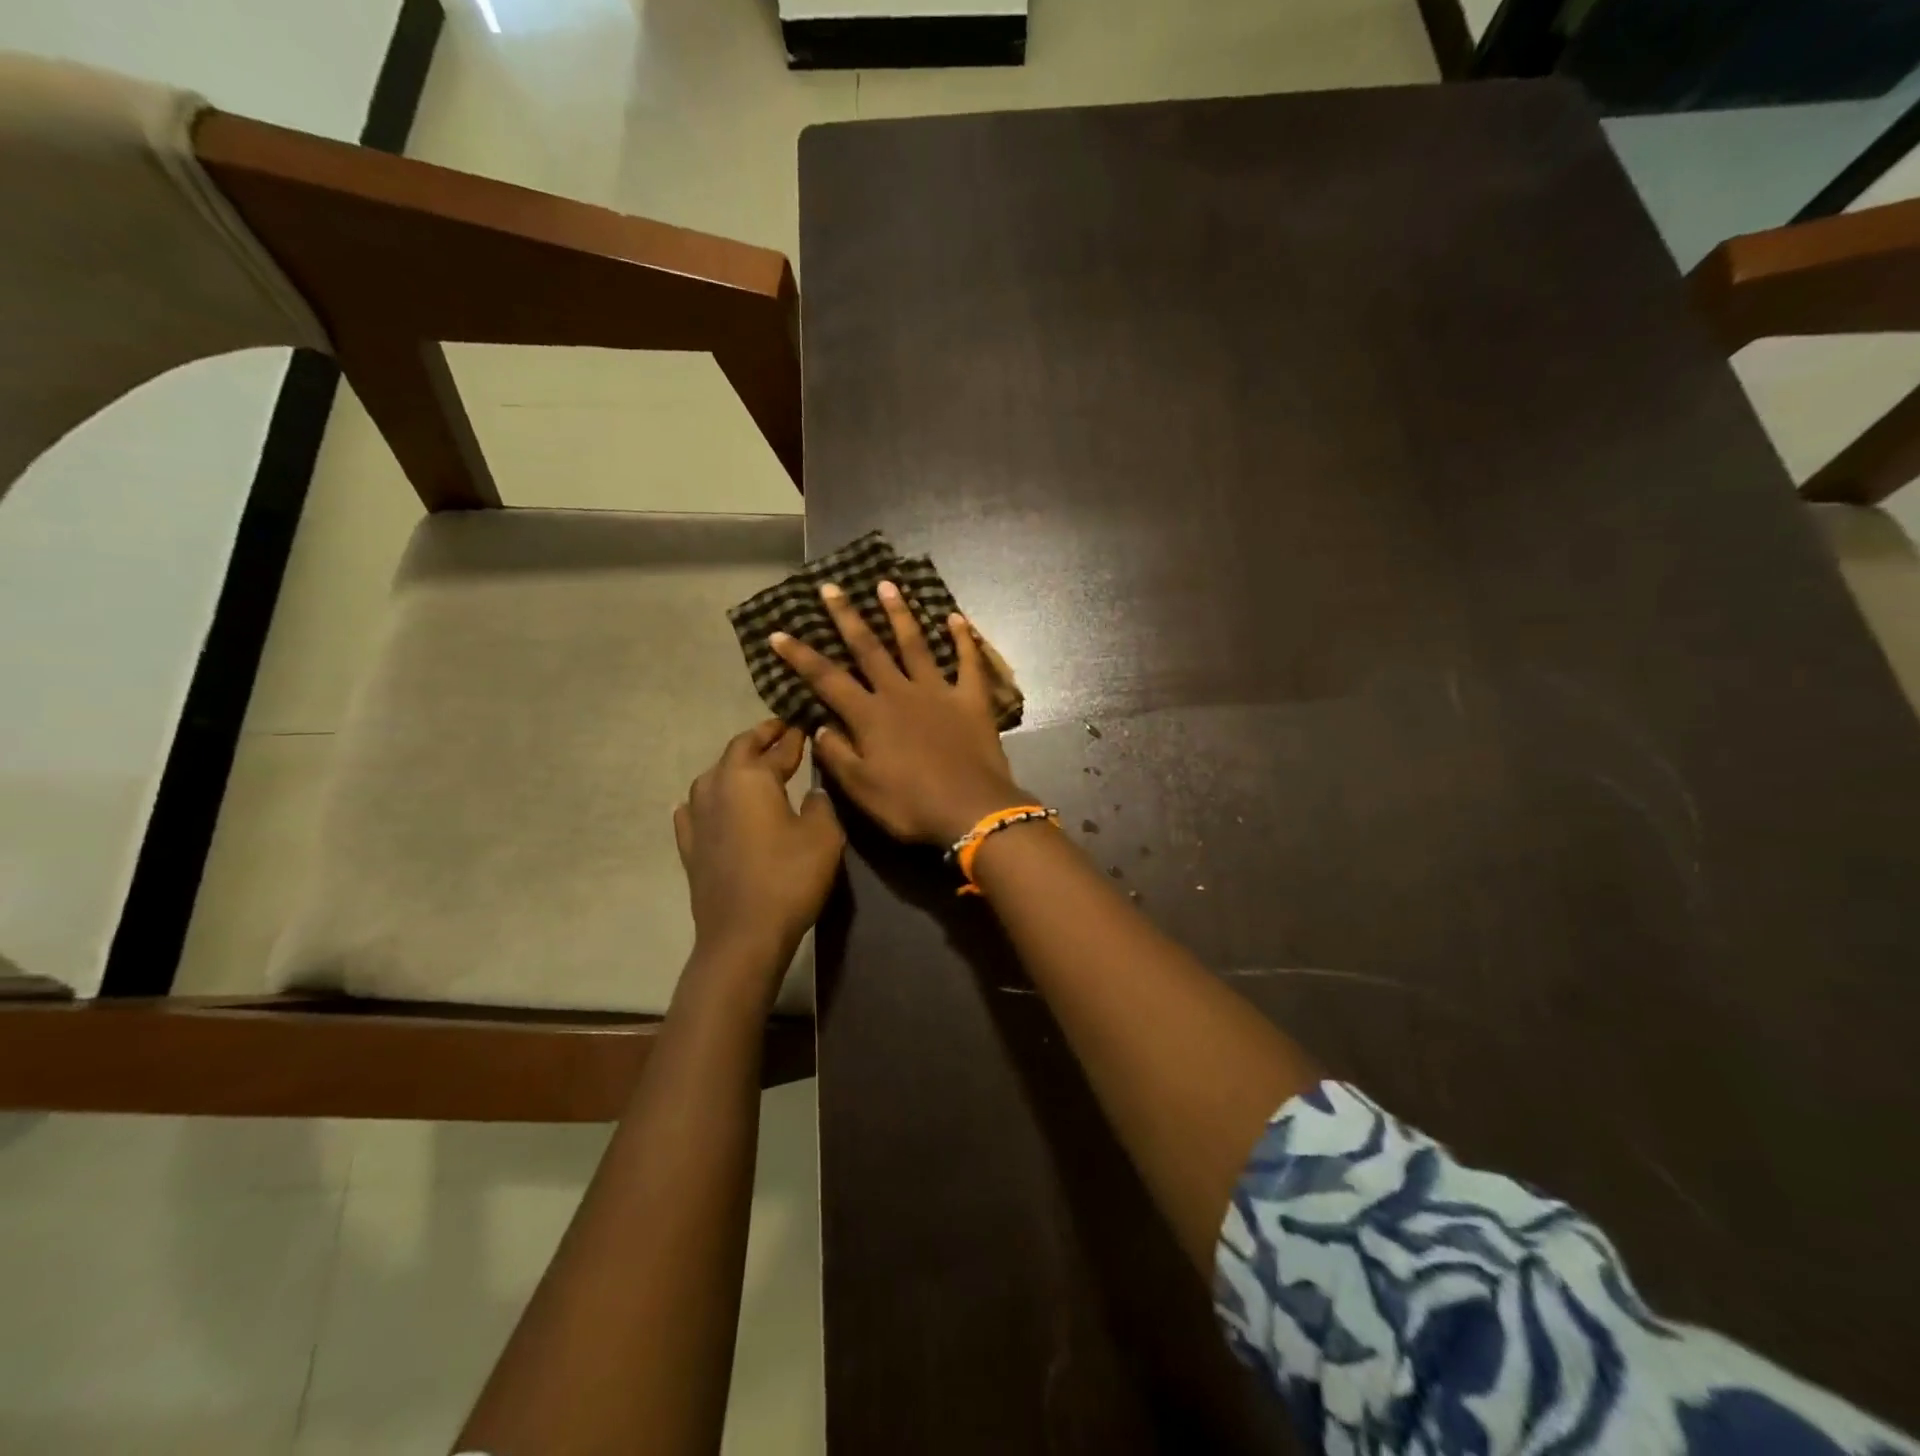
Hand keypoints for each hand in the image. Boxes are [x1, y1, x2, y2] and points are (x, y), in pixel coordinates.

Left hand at [673, 720, 843, 965]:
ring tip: (751, 767)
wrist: (743, 935)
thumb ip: (820, 804)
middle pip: (737, 751)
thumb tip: (811, 792)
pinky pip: (693, 809)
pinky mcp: (689, 846)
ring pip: (712, 776)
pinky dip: (706, 800)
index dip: (792, 736)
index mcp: (751, 778)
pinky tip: (705, 804)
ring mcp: (697, 817)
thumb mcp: (824, 835)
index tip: (804, 723)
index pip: (775, 747)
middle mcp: (717, 787)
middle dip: (760, 739)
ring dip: (733, 766)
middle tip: (780, 732)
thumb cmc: (789, 878)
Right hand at [770, 581, 1028, 844]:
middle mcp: (900, 693)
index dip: (800, 656)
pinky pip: (968, 662)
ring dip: (899, 614)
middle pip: (868, 648)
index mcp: (870, 715)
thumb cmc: (911, 805)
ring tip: (887, 585)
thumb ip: (837, 755)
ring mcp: (938, 691)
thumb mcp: (861, 789)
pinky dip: (963, 639)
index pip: (826, 679)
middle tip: (831, 587)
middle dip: (846, 617)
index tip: (779, 633)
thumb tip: (820, 726)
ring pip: (915, 644)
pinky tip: (957, 617)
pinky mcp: (971, 699)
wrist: (972, 810)